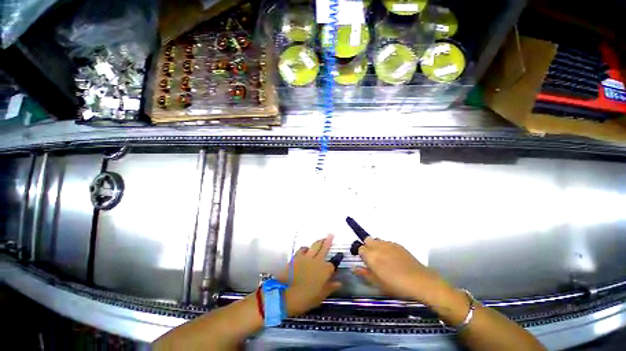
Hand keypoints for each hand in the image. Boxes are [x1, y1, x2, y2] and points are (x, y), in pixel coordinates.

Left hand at [278, 234, 340, 316]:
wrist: (285, 295)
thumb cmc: (305, 298)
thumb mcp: (320, 296)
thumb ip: (330, 288)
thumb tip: (339, 283)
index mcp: (324, 270)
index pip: (332, 264)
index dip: (335, 261)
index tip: (339, 256)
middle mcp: (317, 261)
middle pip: (324, 248)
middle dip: (328, 241)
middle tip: (331, 234)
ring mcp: (306, 257)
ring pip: (315, 245)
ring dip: (319, 241)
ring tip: (322, 239)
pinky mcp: (297, 256)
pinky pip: (303, 248)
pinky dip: (306, 248)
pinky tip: (307, 249)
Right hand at [353, 238, 449, 304]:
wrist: (420, 281)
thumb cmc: (396, 286)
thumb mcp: (378, 284)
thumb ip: (364, 274)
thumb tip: (354, 268)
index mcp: (371, 256)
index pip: (360, 248)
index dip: (361, 255)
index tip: (365, 262)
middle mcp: (378, 246)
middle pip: (367, 240)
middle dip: (367, 246)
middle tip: (373, 258)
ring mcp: (388, 244)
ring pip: (377, 240)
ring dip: (376, 246)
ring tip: (383, 258)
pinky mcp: (397, 244)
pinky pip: (387, 242)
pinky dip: (386, 247)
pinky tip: (393, 258)